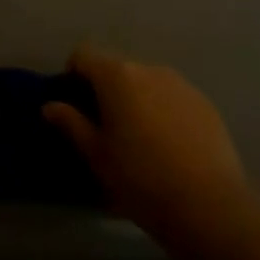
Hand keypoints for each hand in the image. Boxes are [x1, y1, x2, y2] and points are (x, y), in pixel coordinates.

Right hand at [43, 43, 248, 232]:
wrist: (208, 205)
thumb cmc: (140, 178)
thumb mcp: (96, 155)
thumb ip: (71, 123)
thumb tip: (50, 105)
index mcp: (117, 76)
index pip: (83, 55)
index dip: (72, 75)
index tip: (74, 106)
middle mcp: (149, 69)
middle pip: (117, 68)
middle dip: (105, 91)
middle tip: (104, 129)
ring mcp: (181, 84)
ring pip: (146, 83)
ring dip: (136, 100)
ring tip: (139, 140)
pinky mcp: (205, 103)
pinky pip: (172, 97)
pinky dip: (163, 111)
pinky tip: (168, 147)